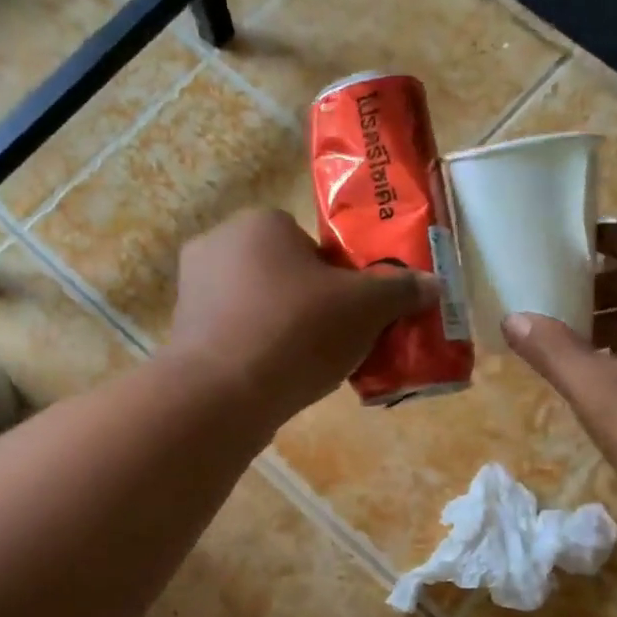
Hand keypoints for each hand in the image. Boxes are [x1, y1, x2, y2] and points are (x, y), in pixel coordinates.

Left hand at [164, 209, 438, 427]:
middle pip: (282, 274)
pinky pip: (233, 336)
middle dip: (309, 304)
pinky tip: (274, 381)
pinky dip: (255, 353)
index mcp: (258, 223)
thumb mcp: (365, 308)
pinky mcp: (182, 334)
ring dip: (282, 330)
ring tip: (307, 366)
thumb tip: (433, 285)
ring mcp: (192, 292)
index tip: (350, 310)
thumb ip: (400, 291)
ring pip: (257, 307)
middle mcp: (217, 246)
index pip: (308, 242)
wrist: (221, 394)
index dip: (336, 277)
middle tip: (334, 339)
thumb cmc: (296, 330)